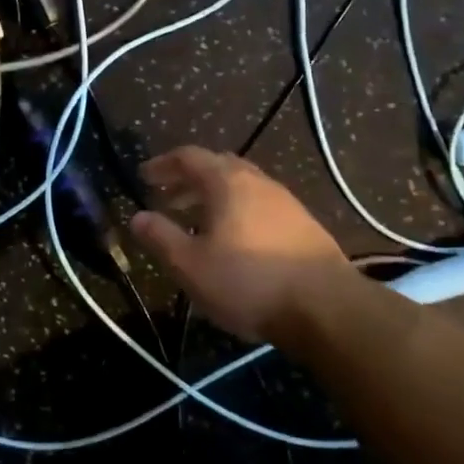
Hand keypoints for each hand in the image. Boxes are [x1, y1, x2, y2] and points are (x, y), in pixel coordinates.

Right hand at [130, 146, 348, 342]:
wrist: (326, 307)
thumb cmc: (249, 282)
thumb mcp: (191, 265)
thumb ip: (160, 237)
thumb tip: (137, 217)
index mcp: (227, 182)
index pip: (189, 156)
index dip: (163, 164)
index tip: (143, 177)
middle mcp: (257, 181)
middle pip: (217, 166)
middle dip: (188, 179)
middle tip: (166, 198)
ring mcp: (285, 201)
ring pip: (241, 186)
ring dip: (214, 196)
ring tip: (196, 221)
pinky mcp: (303, 224)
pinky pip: (260, 204)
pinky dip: (237, 210)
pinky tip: (234, 240)